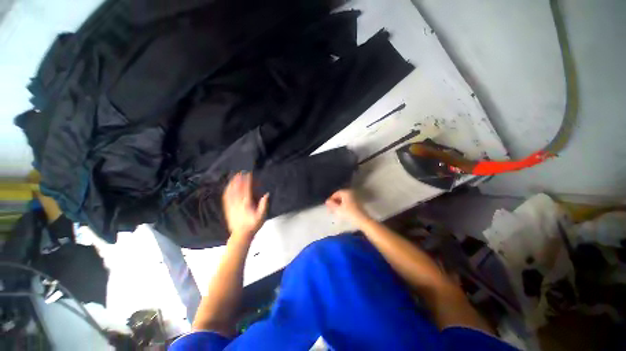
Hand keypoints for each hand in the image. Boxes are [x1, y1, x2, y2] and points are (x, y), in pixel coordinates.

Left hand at [222, 172, 268, 242]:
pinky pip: (226, 197)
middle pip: (238, 188)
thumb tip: (266, 195)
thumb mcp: (262, 216)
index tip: (249, 174)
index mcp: (246, 204)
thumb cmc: (253, 225)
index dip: (248, 181)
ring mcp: (231, 206)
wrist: (241, 234)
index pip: (247, 189)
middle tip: (241, 172)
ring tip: (234, 177)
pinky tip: (228, 187)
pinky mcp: (228, 209)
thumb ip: (264, 205)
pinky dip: (227, 191)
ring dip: (233, 183)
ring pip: (231, 192)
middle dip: (239, 179)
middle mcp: (238, 203)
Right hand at [325, 189, 369, 224]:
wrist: (362, 220)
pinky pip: (349, 201)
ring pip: (345, 199)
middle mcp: (351, 192)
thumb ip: (332, 204)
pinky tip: (343, 210)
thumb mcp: (338, 209)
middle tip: (332, 207)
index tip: (328, 204)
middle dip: (336, 201)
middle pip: (341, 195)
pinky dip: (345, 204)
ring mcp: (355, 197)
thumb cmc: (349, 213)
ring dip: (340, 203)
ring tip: (337, 209)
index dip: (331, 198)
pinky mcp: (358, 202)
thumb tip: (327, 201)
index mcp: (346, 192)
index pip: (336, 193)